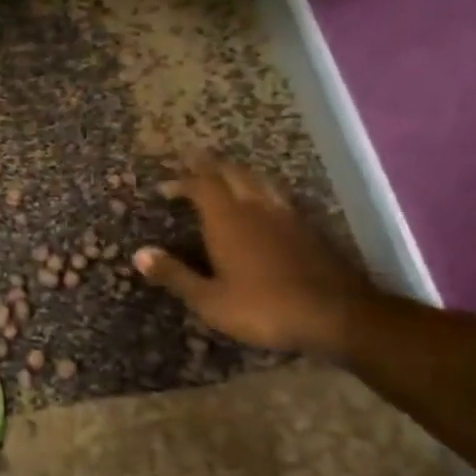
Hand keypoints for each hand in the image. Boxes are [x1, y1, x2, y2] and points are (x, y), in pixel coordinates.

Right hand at [134, 157, 375, 355]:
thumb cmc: (264, 308)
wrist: (336, 314)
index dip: (182, 181)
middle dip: (210, 165)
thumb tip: (139, 254)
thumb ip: (175, 274)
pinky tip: (265, 202)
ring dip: (238, 172)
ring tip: (227, 173)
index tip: (166, 185)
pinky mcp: (309, 227)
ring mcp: (287, 215)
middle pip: (232, 174)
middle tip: (194, 161)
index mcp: (228, 221)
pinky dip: (262, 190)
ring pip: (259, 180)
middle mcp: (256, 208)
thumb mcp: (210, 300)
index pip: (202, 186)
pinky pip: (279, 196)